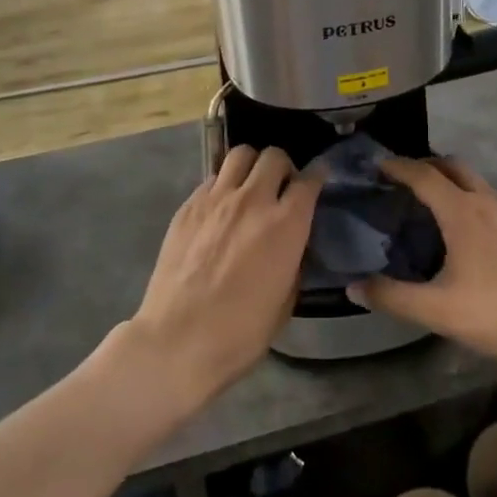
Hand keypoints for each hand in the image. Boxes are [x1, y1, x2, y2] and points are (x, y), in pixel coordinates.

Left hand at [126, 146, 318, 408]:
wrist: (177, 342)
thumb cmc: (239, 333)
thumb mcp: (285, 301)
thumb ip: (294, 261)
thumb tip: (292, 243)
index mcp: (286, 225)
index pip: (309, 180)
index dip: (318, 175)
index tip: (319, 176)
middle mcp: (253, 200)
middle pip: (274, 156)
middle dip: (283, 166)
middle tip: (281, 185)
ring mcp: (216, 199)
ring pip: (240, 154)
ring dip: (252, 165)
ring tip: (250, 185)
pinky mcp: (188, 206)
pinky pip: (212, 178)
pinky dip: (223, 184)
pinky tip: (221, 206)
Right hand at [352, 156, 496, 370]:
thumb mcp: (438, 311)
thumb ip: (393, 297)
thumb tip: (352, 288)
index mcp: (461, 212)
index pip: (422, 175)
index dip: (397, 166)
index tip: (377, 165)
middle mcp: (487, 201)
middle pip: (452, 165)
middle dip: (426, 164)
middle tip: (404, 180)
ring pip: (477, 180)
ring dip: (453, 179)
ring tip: (437, 201)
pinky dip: (477, 197)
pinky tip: (477, 227)